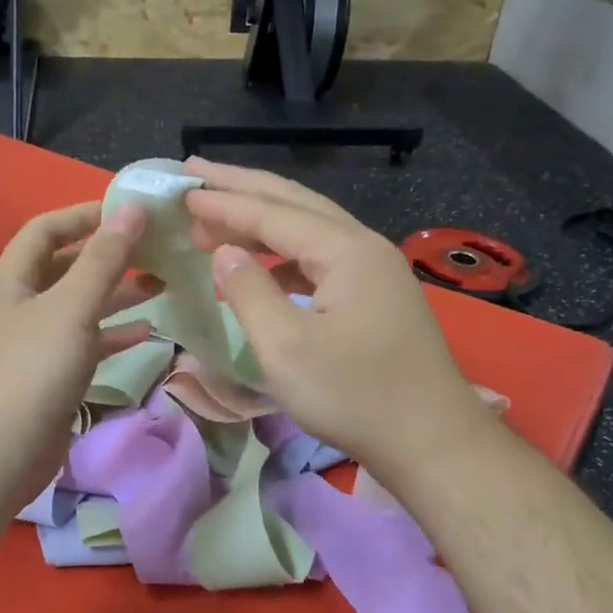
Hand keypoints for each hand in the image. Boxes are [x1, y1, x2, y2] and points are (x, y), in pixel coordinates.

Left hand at [0, 200, 153, 506]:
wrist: (0, 454)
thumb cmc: (33, 370)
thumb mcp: (71, 307)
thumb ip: (104, 259)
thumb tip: (132, 208)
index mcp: (13, 283)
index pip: (44, 231)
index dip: (82, 216)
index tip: (126, 211)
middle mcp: (21, 309)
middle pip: (66, 269)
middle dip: (108, 257)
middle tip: (154, 250)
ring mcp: (35, 346)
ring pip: (80, 308)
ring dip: (117, 295)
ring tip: (161, 284)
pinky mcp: (51, 379)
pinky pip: (86, 346)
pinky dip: (113, 336)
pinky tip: (146, 332)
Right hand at [182, 160, 493, 478]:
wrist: (431, 439)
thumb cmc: (354, 395)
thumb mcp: (287, 348)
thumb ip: (250, 293)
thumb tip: (224, 253)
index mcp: (345, 250)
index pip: (272, 213)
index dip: (223, 202)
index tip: (181, 191)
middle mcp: (364, 246)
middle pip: (295, 203)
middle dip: (243, 187)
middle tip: (195, 173)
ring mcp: (376, 270)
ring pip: (311, 228)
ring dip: (263, 219)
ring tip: (219, 217)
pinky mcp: (378, 296)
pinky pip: (322, 257)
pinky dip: (285, 253)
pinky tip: (264, 266)